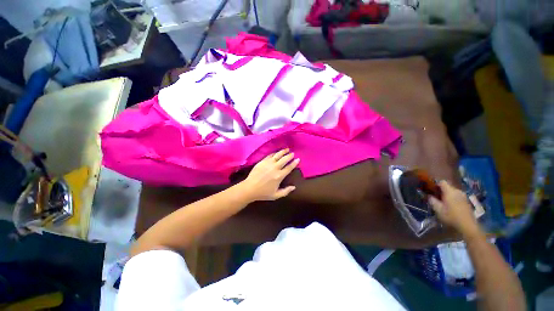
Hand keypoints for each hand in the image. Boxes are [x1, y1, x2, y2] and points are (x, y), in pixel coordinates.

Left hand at [241, 149, 299, 200]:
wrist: (249, 188)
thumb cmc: (263, 193)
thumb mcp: (276, 195)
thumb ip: (286, 191)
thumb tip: (294, 187)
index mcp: (279, 176)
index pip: (289, 167)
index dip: (294, 163)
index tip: (298, 159)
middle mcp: (275, 168)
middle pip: (284, 159)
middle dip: (289, 156)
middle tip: (292, 153)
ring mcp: (268, 163)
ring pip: (277, 155)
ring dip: (283, 152)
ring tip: (286, 149)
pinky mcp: (262, 161)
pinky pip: (270, 155)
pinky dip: (274, 153)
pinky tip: (276, 152)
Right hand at [429, 181, 480, 235]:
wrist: (468, 226)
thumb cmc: (451, 216)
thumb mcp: (438, 209)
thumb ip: (432, 201)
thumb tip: (429, 195)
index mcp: (450, 191)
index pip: (442, 182)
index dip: (435, 184)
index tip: (430, 189)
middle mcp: (458, 191)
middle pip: (448, 187)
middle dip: (441, 190)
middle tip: (435, 196)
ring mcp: (463, 196)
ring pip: (453, 192)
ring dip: (447, 195)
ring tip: (442, 202)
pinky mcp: (466, 202)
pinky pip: (457, 196)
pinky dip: (452, 199)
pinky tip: (450, 206)